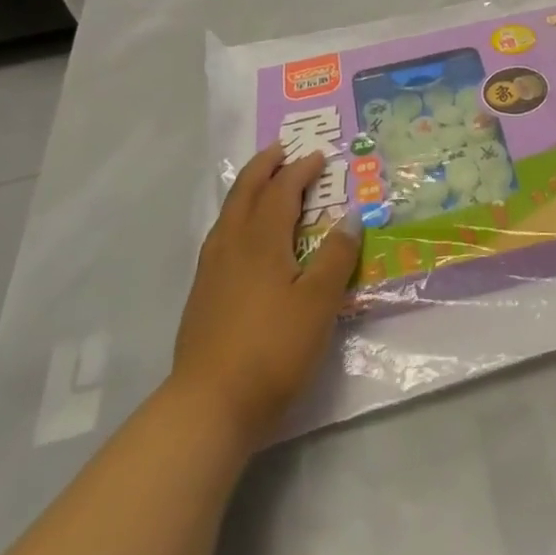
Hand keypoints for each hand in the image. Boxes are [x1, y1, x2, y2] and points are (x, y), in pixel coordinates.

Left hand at [171, 144, 360, 447]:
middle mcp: (232, 244)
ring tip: (263, 183)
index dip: (301, 171)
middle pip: (245, 191)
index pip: (281, 190)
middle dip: (264, 166)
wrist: (209, 405)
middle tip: (281, 149)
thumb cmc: (273, 349)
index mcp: (261, 240)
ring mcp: (211, 269)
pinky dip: (237, 215)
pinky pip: (221, 234)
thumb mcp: (319, 303)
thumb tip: (352, 216)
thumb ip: (337, 257)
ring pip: (229, 212)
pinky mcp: (202, 293)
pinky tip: (243, 236)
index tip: (319, 157)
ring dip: (248, 188)